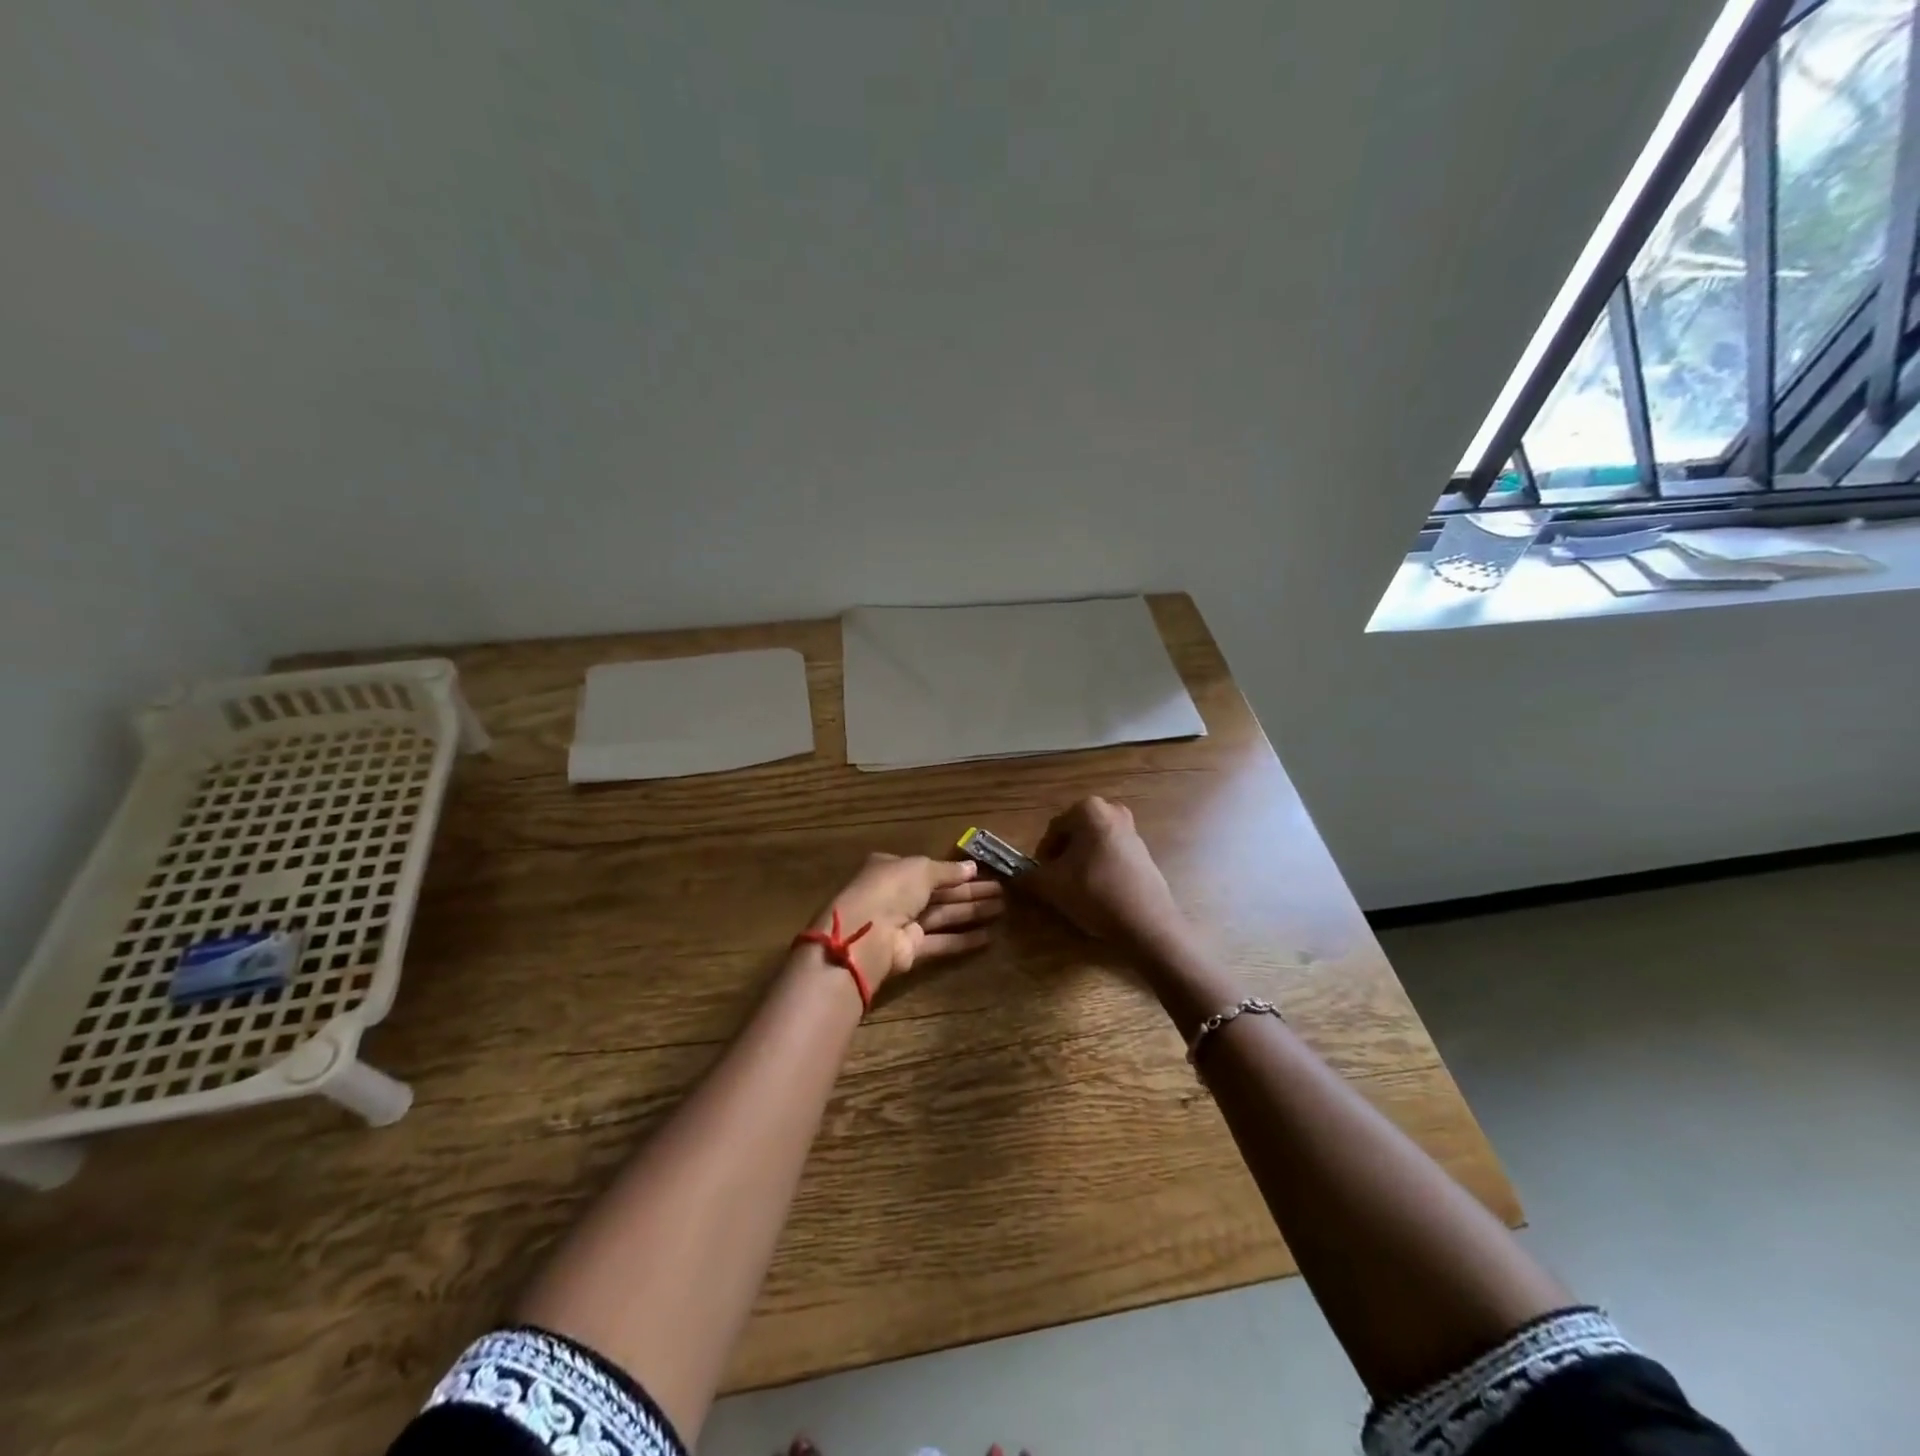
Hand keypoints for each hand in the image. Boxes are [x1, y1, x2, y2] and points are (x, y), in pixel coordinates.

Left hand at [808, 853, 1004, 988]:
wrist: (867, 934)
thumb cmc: (891, 889)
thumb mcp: (921, 869)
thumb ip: (948, 870)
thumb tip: (972, 867)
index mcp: (894, 869)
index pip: (929, 869)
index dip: (956, 872)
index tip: (982, 873)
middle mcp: (898, 895)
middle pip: (941, 893)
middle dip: (971, 892)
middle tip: (1002, 893)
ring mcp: (904, 923)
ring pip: (944, 915)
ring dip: (972, 912)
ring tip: (1002, 910)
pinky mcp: (911, 949)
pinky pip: (941, 941)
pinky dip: (963, 939)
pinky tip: (989, 936)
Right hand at [1025, 797, 1187, 958]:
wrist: (1146, 921)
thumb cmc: (1094, 892)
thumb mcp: (1051, 885)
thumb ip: (1028, 877)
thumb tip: (1016, 877)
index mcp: (1088, 809)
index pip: (1053, 830)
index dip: (1043, 855)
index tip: (1042, 877)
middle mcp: (1112, 811)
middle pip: (1074, 835)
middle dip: (1063, 857)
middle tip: (1058, 882)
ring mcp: (1132, 830)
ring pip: (1093, 845)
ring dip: (1081, 864)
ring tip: (1077, 890)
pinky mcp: (1143, 852)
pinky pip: (1111, 855)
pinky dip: (1100, 869)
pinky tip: (1099, 893)